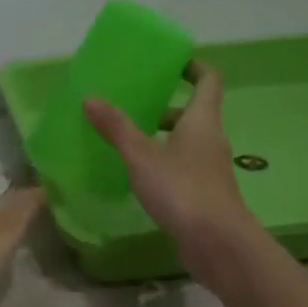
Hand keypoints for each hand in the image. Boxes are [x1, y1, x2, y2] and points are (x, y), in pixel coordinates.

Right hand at [84, 62, 258, 276]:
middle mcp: (211, 139)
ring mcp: (210, 169)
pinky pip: (184, 167)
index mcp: (202, 120)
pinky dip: (165, 164)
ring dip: (163, 137)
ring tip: (129, 141)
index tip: (170, 63)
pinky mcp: (205, 194)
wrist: (217, 243)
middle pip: (194, 113)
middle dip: (166, 107)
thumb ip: (117, 128)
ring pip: (187, 143)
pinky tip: (140, 177)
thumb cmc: (182, 189)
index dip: (192, 67)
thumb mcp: (141, 156)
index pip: (208, 80)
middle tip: (136, 106)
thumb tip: (90, 98)